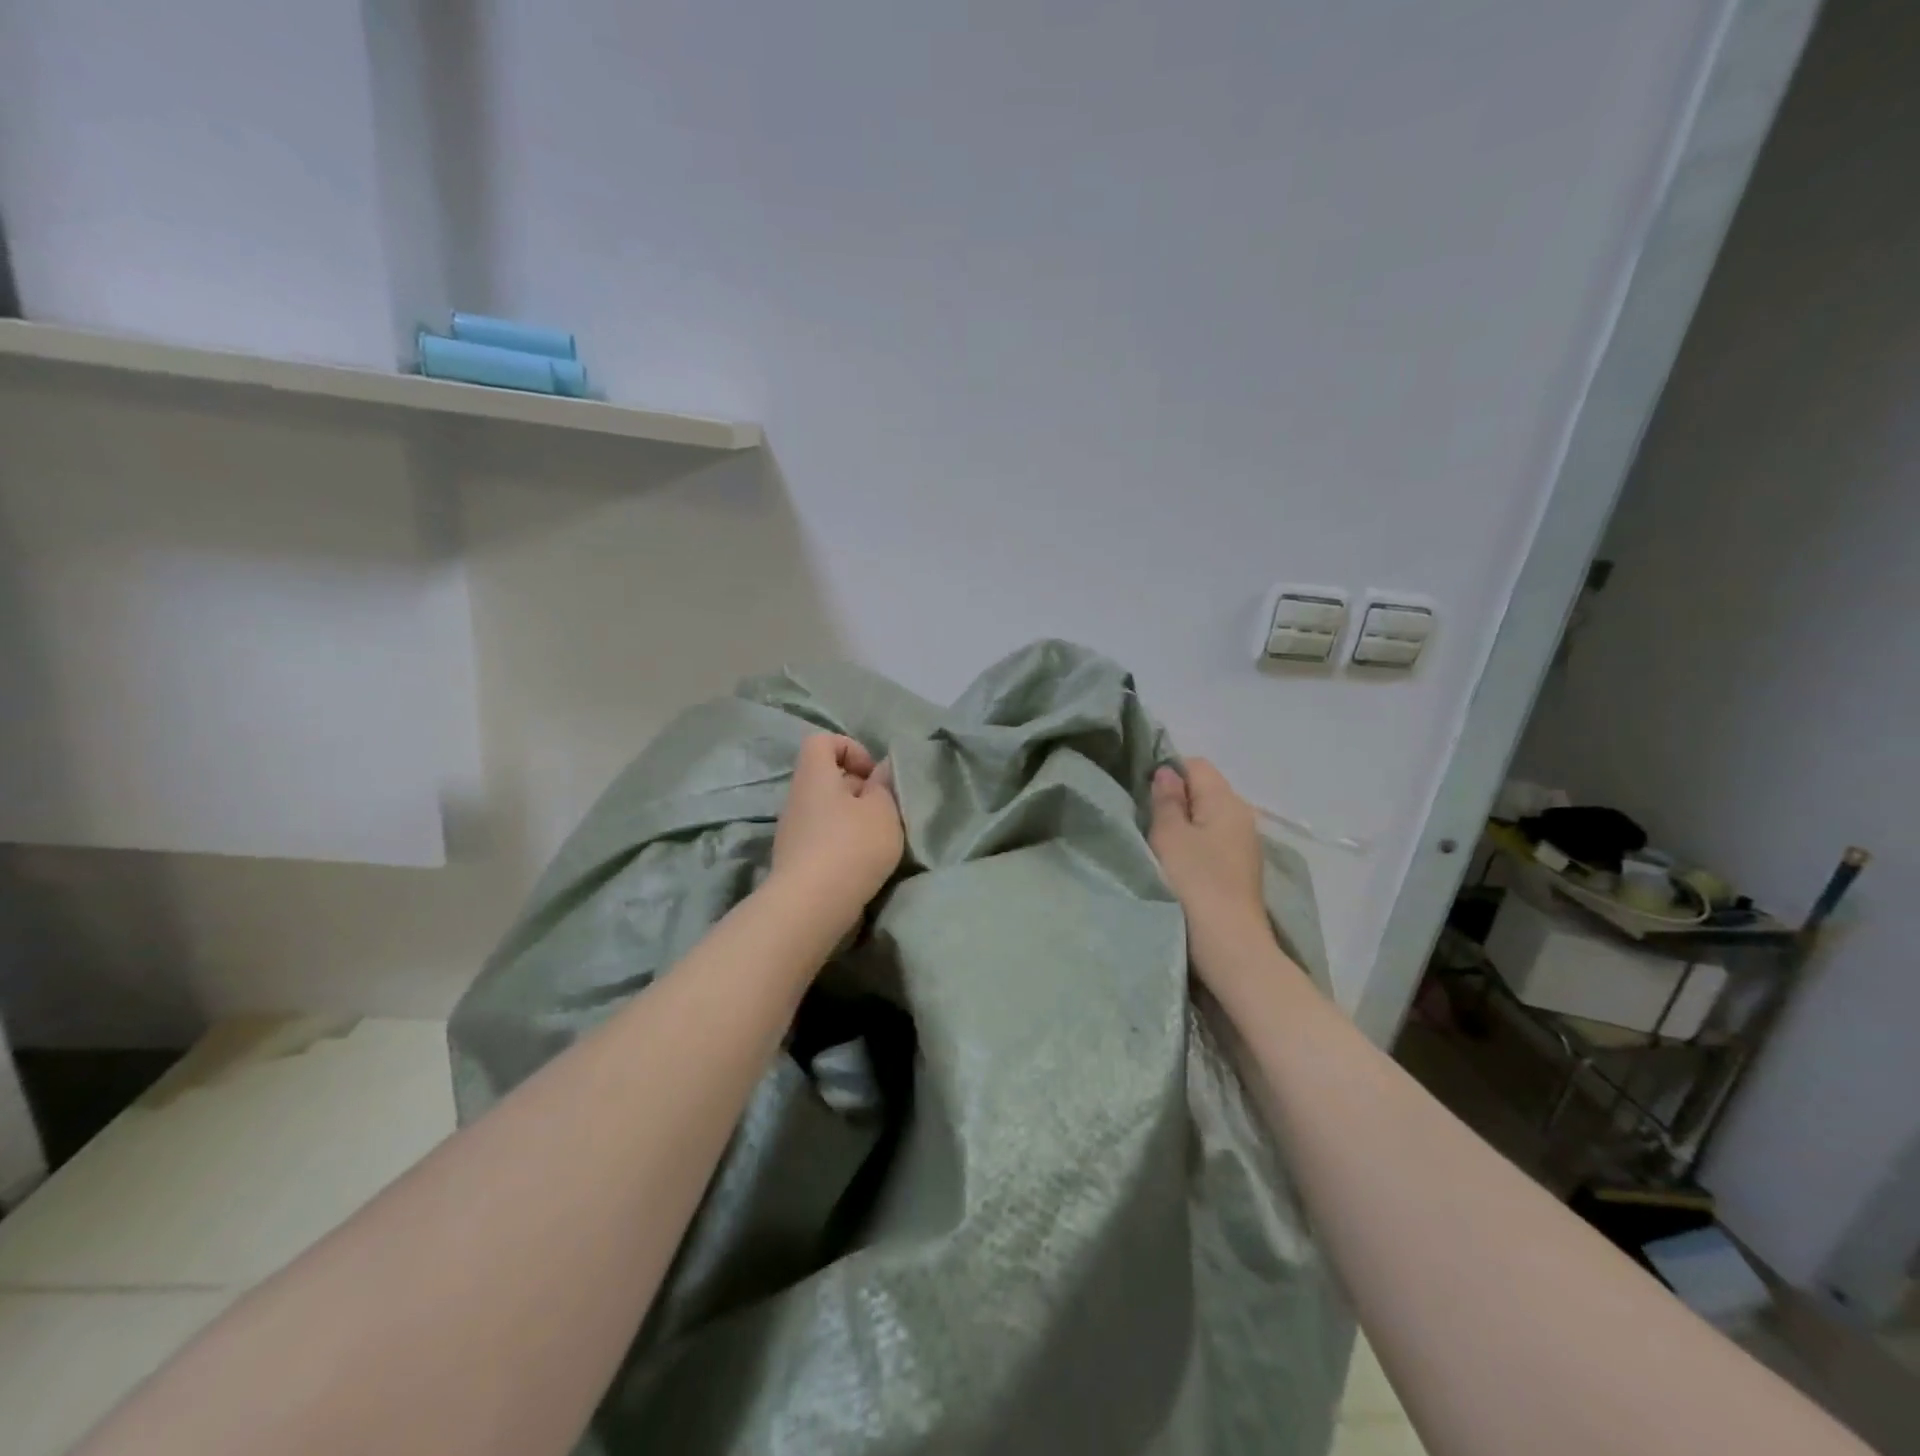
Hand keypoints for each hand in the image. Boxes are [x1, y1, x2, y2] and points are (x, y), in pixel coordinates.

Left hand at [771, 734, 903, 921]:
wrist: (812, 906)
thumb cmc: (852, 845)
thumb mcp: (883, 810)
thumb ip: (884, 786)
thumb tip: (880, 772)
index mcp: (814, 775)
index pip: (822, 741)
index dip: (850, 748)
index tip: (873, 775)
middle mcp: (797, 798)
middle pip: (827, 779)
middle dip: (858, 789)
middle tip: (883, 811)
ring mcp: (792, 831)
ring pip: (826, 811)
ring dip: (852, 821)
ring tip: (877, 841)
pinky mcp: (795, 861)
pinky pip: (822, 839)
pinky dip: (842, 845)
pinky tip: (861, 865)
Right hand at [1149, 759, 1271, 963]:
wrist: (1229, 945)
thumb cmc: (1194, 883)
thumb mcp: (1169, 835)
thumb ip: (1166, 799)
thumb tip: (1167, 772)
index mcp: (1226, 801)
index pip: (1196, 765)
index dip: (1167, 772)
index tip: (1142, 794)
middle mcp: (1242, 816)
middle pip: (1204, 790)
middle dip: (1174, 799)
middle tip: (1145, 821)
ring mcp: (1244, 845)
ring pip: (1207, 818)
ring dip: (1183, 826)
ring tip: (1158, 845)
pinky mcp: (1240, 870)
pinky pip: (1213, 842)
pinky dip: (1194, 846)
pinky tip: (1178, 866)